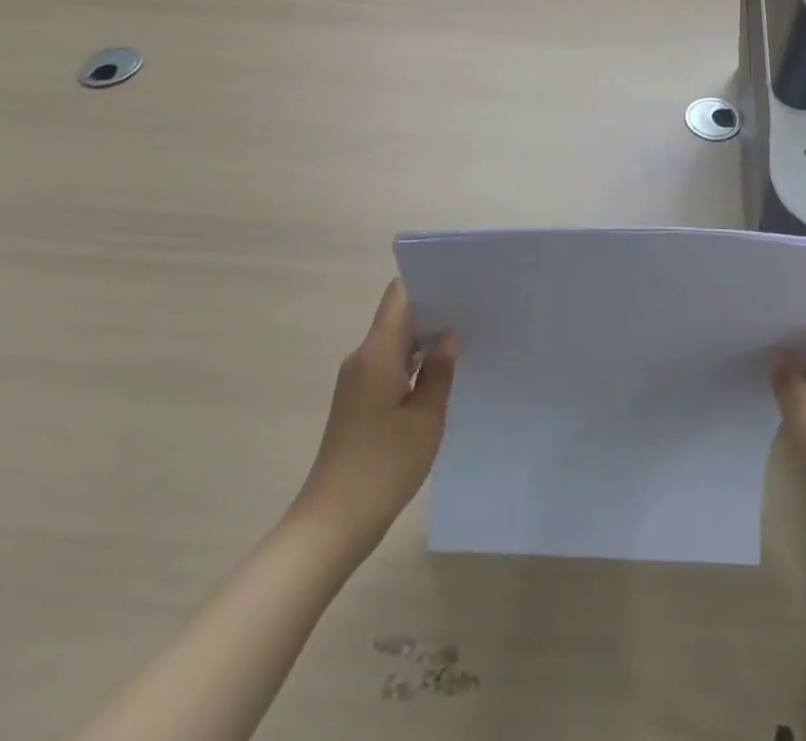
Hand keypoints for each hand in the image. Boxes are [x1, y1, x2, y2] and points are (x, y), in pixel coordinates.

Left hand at [295, 279, 457, 559]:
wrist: (332, 523)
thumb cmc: (383, 466)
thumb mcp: (425, 418)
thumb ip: (439, 372)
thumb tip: (448, 336)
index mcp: (377, 353)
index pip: (399, 295)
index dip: (427, 282)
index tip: (459, 282)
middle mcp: (362, 358)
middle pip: (397, 316)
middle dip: (432, 309)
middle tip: (473, 309)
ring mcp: (357, 381)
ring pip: (393, 342)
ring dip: (424, 339)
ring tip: (464, 338)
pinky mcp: (357, 402)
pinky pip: (388, 365)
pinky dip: (412, 363)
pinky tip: (439, 374)